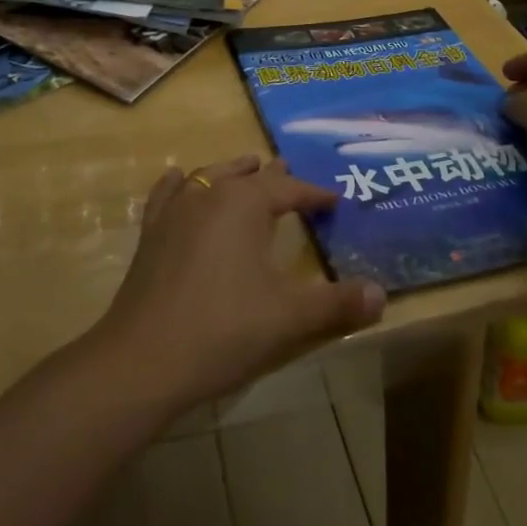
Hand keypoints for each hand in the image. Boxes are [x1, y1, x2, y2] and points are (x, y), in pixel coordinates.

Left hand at [97, 155, 386, 410]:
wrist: (144, 358)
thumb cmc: (224, 330)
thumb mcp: (290, 318)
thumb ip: (338, 305)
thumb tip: (382, 295)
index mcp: (245, 204)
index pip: (289, 190)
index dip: (314, 194)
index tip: (335, 200)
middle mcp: (209, 194)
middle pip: (247, 176)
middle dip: (273, 176)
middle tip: (290, 173)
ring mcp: (175, 210)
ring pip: (209, 176)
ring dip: (232, 172)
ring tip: (247, 167)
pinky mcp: (151, 232)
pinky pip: (167, 194)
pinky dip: (179, 183)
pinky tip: (179, 178)